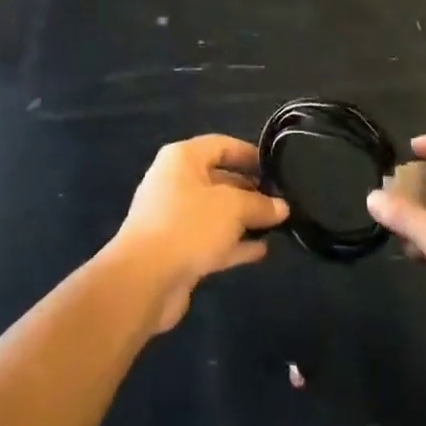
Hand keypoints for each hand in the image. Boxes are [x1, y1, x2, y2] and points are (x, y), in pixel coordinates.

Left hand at [106, 135, 288, 333]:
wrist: (144, 280)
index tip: (276, 168)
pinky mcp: (176, 249)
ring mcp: (174, 217)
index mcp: (182, 158)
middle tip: (281, 200)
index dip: (249, 154)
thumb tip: (282, 206)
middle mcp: (176, 182)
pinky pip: (211, 239)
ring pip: (216, 212)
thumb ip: (259, 204)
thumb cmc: (188, 226)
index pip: (221, 145)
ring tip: (277, 224)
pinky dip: (233, 243)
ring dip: (243, 219)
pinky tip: (260, 250)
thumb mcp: (232, 208)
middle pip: (219, 179)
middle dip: (250, 190)